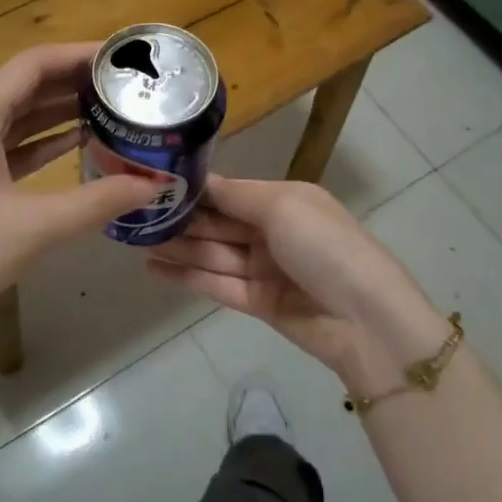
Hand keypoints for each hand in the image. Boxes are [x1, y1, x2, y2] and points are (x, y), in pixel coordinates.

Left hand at [0, 43, 157, 346]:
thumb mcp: (34, 227)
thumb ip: (97, 202)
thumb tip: (155, 185)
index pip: (33, 64)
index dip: (79, 55)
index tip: (122, 59)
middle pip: (24, 85)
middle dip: (74, 82)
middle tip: (125, 86)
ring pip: (15, 115)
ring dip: (58, 111)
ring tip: (110, 109)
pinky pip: (5, 143)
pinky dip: (39, 141)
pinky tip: (75, 144)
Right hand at [146, 176, 431, 375]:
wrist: (366, 321)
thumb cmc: (325, 248)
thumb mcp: (283, 206)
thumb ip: (236, 194)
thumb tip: (201, 180)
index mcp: (285, 201)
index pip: (230, 191)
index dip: (195, 190)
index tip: (154, 184)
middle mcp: (273, 231)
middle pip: (218, 223)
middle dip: (181, 219)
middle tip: (135, 215)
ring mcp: (265, 269)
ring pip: (212, 254)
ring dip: (177, 247)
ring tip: (136, 240)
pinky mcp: (258, 303)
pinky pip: (216, 284)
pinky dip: (186, 276)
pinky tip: (154, 268)